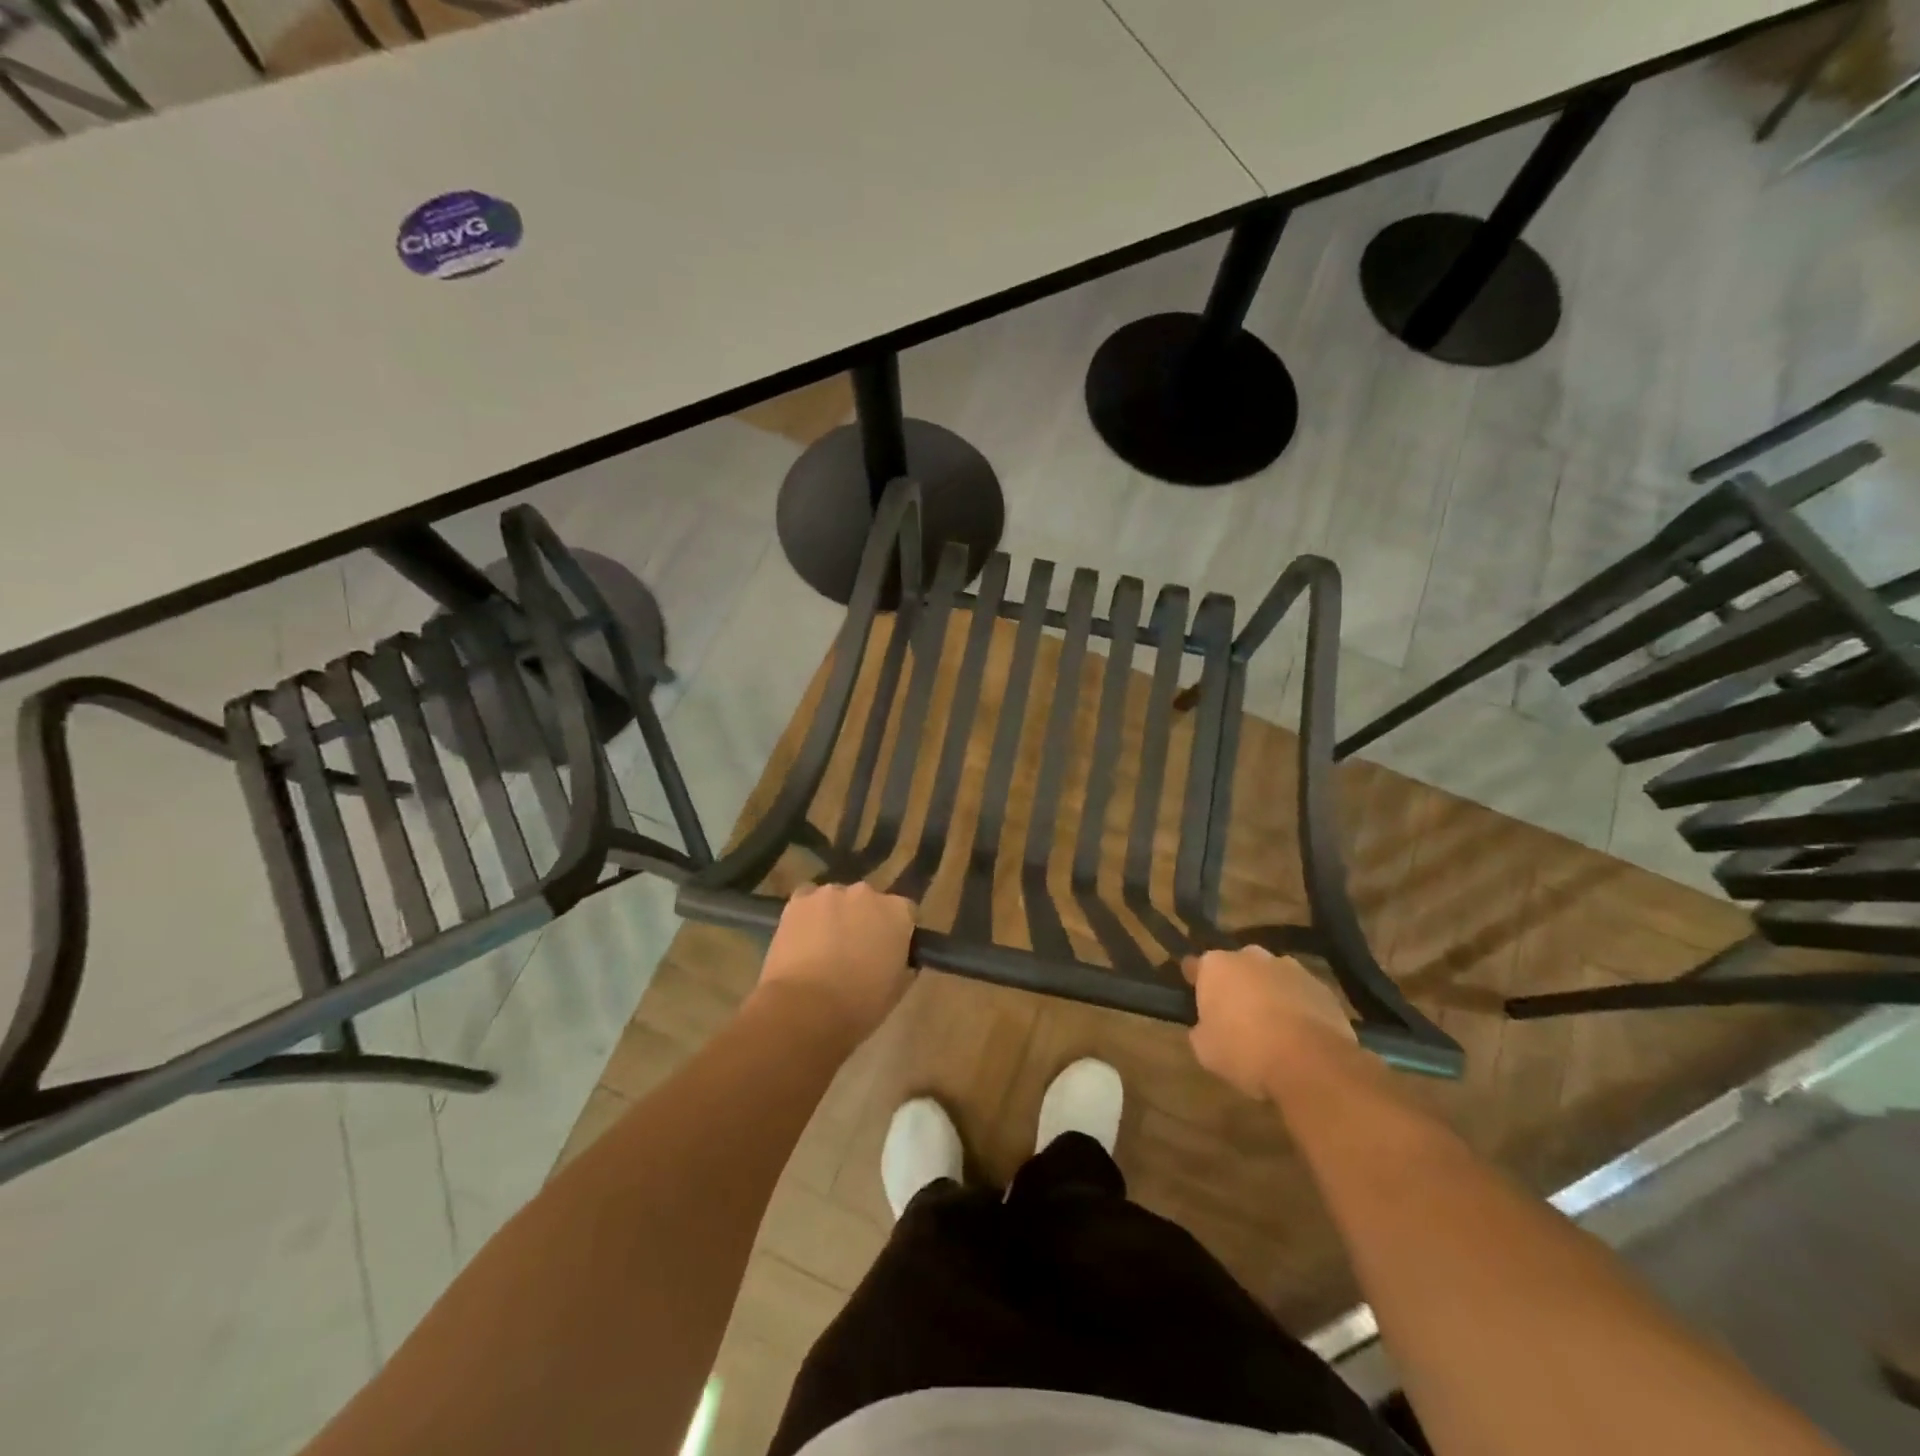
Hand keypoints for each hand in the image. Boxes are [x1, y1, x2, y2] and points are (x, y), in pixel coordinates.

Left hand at [754, 883, 915, 1043]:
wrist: (806, 1008)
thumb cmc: (859, 1004)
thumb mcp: (896, 989)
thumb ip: (901, 963)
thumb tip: (896, 958)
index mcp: (898, 912)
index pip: (905, 912)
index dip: (895, 931)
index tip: (888, 950)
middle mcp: (867, 893)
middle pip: (868, 901)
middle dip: (863, 920)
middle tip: (854, 950)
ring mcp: (830, 893)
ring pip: (835, 900)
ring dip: (834, 917)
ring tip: (822, 948)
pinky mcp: (798, 900)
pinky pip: (806, 901)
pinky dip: (806, 916)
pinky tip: (800, 940)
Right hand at [1182, 947, 1356, 1099]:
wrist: (1312, 1064)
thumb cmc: (1246, 1052)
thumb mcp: (1205, 1049)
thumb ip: (1201, 1029)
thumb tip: (1208, 1025)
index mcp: (1216, 965)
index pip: (1195, 966)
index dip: (1194, 982)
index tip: (1195, 998)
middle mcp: (1251, 956)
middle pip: (1236, 967)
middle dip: (1235, 985)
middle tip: (1235, 1016)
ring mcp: (1290, 968)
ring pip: (1270, 977)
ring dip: (1267, 994)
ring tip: (1272, 1028)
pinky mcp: (1322, 987)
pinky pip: (1299, 994)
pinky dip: (1296, 1007)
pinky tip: (1299, 1036)